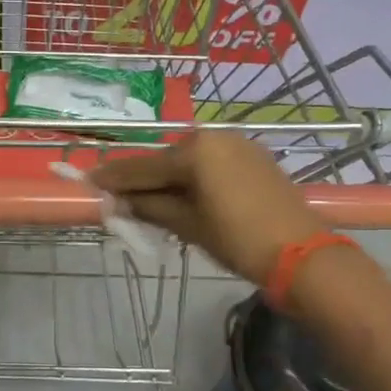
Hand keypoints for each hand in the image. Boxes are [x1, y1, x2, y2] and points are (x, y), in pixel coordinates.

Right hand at [89, 132, 325, 284]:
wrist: (301, 254)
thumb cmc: (238, 239)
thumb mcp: (188, 225)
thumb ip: (150, 207)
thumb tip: (119, 202)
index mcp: (196, 150)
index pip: (144, 166)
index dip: (114, 177)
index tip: (89, 180)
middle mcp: (215, 137)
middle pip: (167, 160)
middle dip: (143, 179)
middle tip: (118, 196)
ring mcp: (239, 145)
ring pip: (190, 161)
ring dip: (169, 179)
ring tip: (148, 200)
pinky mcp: (255, 158)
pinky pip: (212, 164)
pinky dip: (195, 178)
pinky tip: (184, 195)